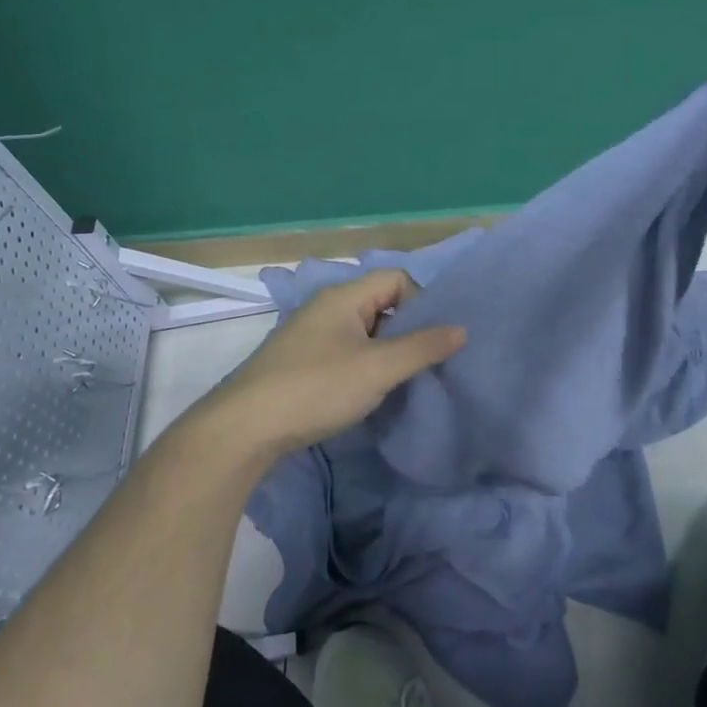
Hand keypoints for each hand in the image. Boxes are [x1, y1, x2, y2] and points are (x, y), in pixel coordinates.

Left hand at [197, 269, 465, 458]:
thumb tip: (461, 329)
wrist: (244, 429)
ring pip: (362, 330)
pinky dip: (362, 364)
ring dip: (385, 350)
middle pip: (380, 302)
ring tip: (396, 381)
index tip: (429, 339)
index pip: (396, 278)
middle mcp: (325, 307)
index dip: (421, 302)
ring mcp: (309, 334)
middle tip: (420, 362)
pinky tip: (364, 392)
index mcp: (343, 297)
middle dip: (406, 328)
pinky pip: (344, 350)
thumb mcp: (378, 368)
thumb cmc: (316, 388)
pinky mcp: (299, 361)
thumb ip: (423, 347)